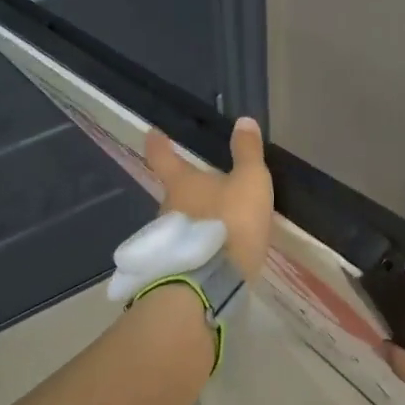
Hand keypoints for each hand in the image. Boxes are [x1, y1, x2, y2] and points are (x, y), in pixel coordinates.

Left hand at [144, 117, 273, 279]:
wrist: (213, 282)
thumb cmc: (231, 222)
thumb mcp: (250, 182)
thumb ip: (248, 153)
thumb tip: (243, 121)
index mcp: (181, 183)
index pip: (163, 157)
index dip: (159, 143)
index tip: (153, 133)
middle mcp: (167, 208)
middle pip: (173, 192)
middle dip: (186, 188)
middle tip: (204, 185)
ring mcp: (169, 239)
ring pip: (179, 221)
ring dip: (193, 219)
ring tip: (215, 222)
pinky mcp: (176, 265)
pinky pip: (187, 246)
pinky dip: (198, 243)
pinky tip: (214, 250)